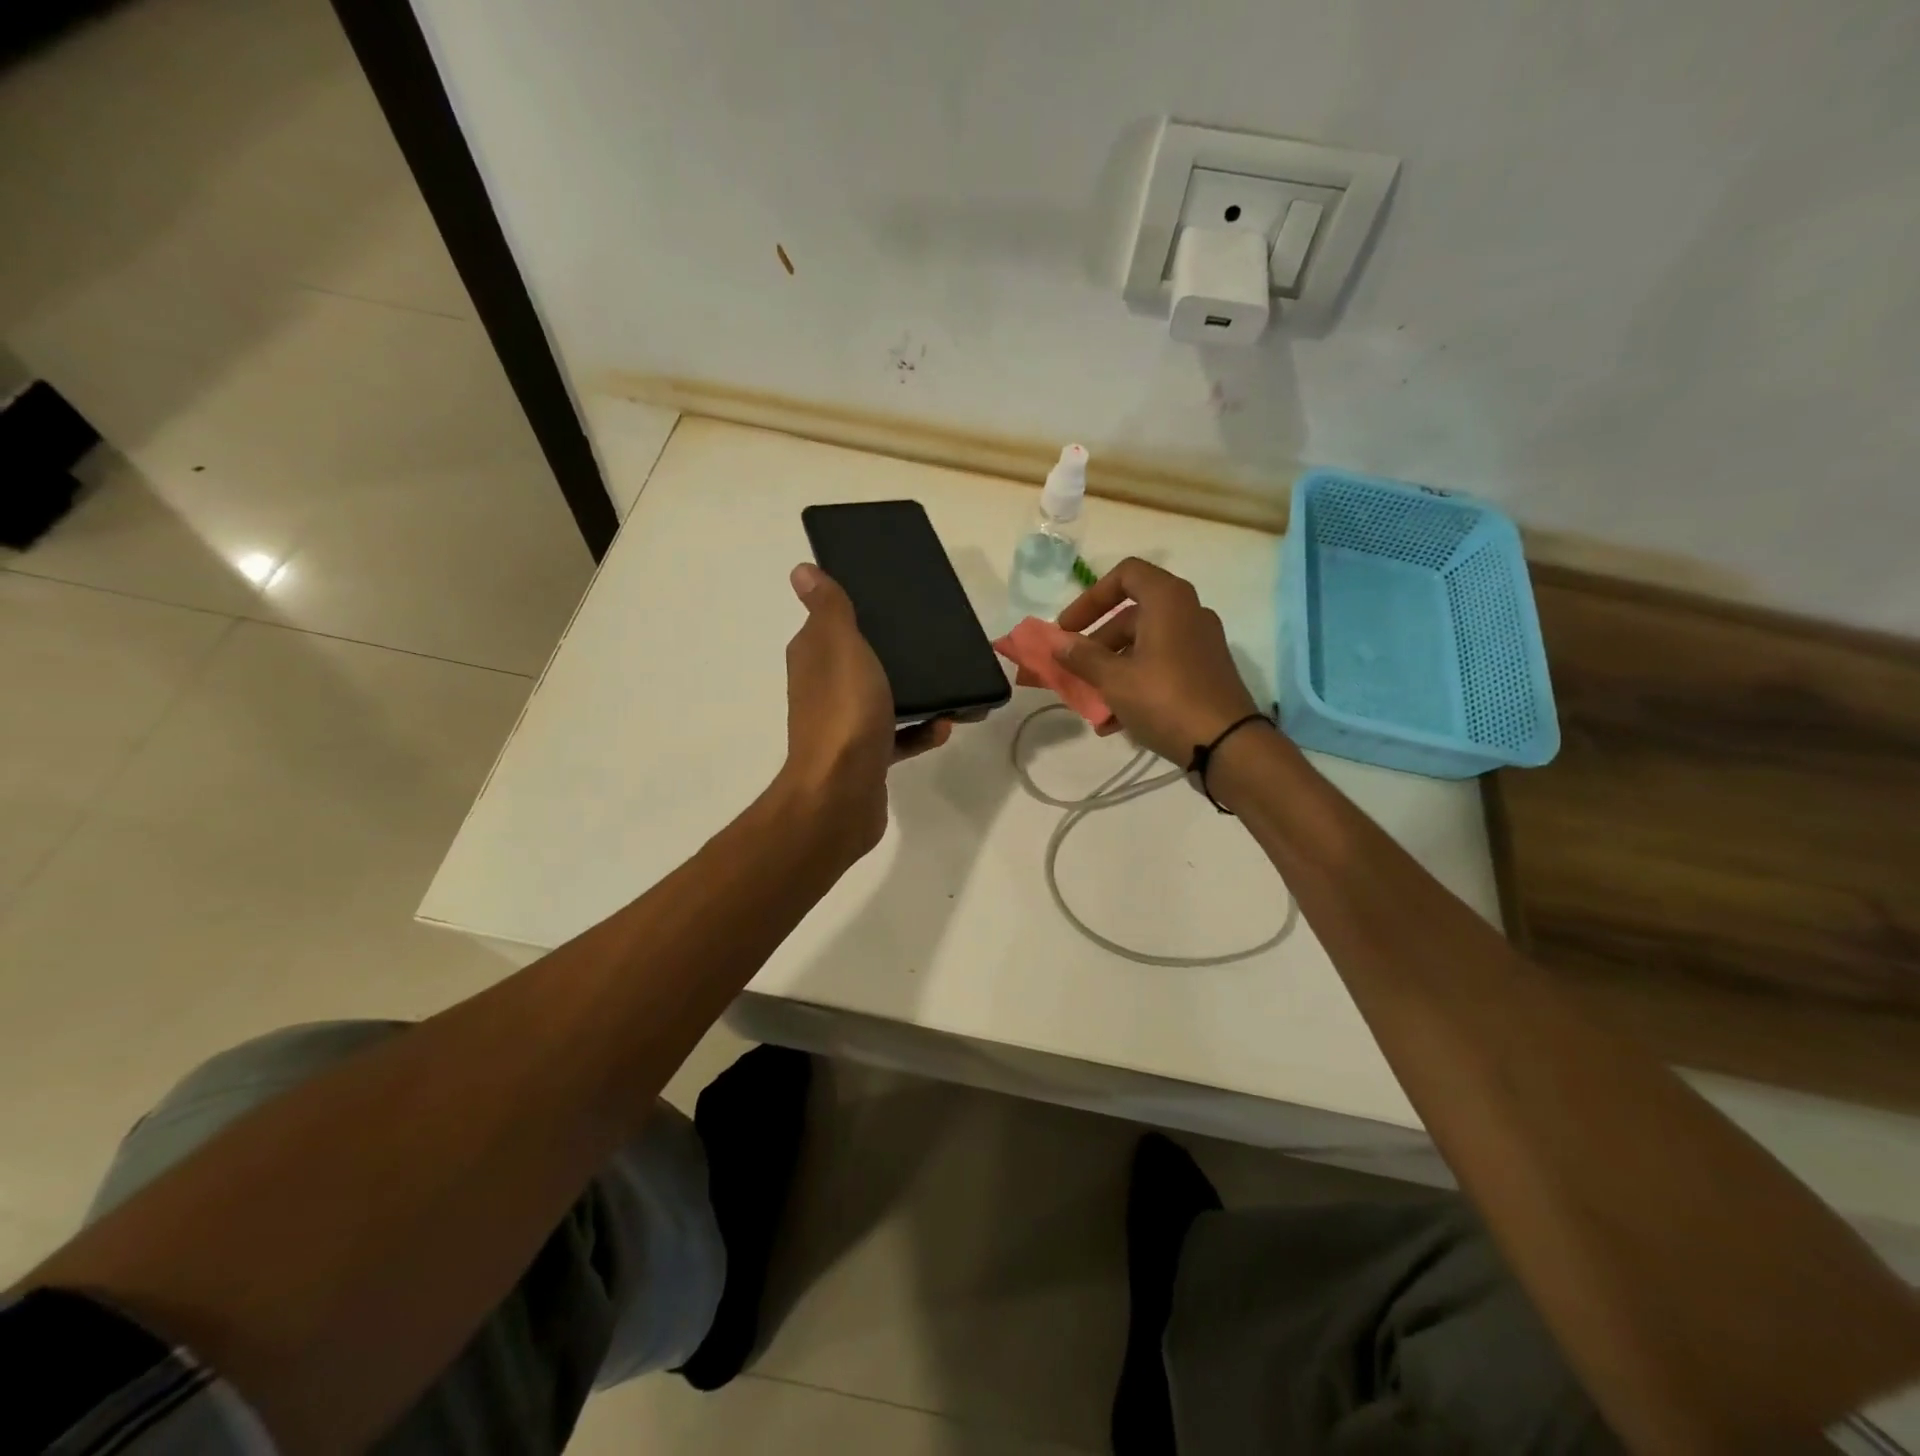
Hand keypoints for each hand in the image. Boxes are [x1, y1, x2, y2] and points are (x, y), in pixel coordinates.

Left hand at [779, 563, 950, 857]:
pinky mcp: (866, 757)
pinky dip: (920, 732)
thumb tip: (800, 570)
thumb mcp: (840, 647)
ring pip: (881, 699)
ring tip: (948, 687)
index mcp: (813, 659)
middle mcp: (824, 689)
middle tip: (928, 642)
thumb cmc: (845, 713)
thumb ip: (829, 609)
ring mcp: (844, 726)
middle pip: (858, 661)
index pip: (827, 625)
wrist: (841, 794)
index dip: (852, 612)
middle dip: (891, 653)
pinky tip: (944, 726)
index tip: (889, 602)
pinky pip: (898, 737)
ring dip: (913, 694)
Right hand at [1052, 558, 1260, 763]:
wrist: (1226, 744)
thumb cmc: (1165, 699)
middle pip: (1131, 616)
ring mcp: (1199, 644)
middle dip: (1096, 644)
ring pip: (1143, 646)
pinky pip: (1160, 667)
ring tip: (1090, 704)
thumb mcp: (1114, 679)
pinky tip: (1113, 722)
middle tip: (1074, 670)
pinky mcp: (1205, 672)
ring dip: (1111, 670)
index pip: (1125, 574)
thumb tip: (1057, 642)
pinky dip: (1134, 684)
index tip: (1068, 628)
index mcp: (1168, 600)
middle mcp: (1187, 613)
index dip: (1091, 598)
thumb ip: (1082, 657)